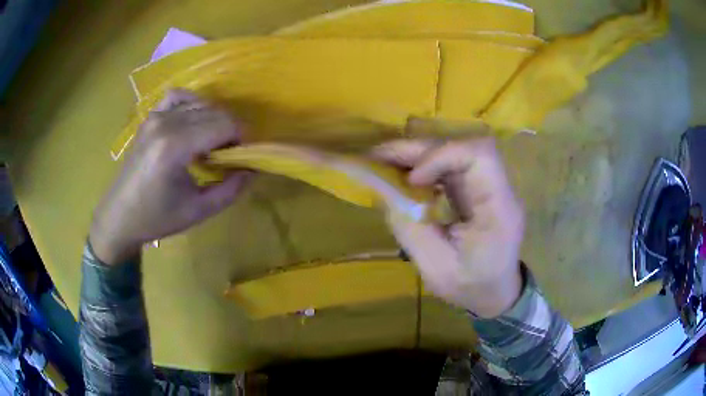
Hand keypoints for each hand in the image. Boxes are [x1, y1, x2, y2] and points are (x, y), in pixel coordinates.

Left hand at [89, 89, 251, 264]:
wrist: (119, 216)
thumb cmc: (156, 218)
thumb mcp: (198, 211)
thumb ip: (231, 189)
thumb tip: (253, 169)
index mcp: (175, 146)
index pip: (224, 124)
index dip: (242, 137)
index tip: (244, 156)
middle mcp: (165, 123)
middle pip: (215, 112)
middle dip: (230, 130)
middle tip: (230, 155)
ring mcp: (155, 116)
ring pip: (200, 104)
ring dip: (214, 119)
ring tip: (212, 143)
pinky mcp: (150, 118)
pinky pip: (178, 97)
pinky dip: (193, 104)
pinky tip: (194, 121)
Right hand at [373, 137, 524, 317]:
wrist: (495, 293)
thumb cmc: (471, 287)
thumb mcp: (436, 268)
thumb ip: (410, 228)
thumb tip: (383, 190)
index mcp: (500, 208)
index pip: (479, 155)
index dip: (441, 157)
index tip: (412, 180)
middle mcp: (499, 189)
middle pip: (463, 147)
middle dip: (420, 149)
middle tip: (378, 157)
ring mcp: (489, 186)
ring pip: (455, 151)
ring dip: (418, 154)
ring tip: (384, 162)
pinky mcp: (477, 189)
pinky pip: (451, 165)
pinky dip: (424, 165)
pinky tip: (404, 176)